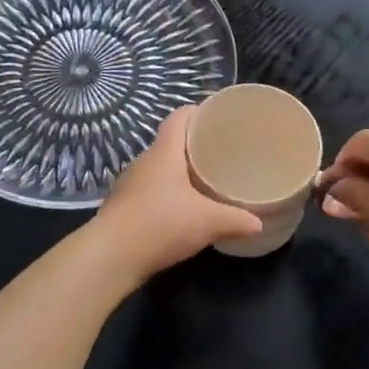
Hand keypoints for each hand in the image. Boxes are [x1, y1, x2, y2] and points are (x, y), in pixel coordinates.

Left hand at [90, 107, 262, 278]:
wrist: (111, 256)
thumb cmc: (160, 225)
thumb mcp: (207, 222)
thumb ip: (236, 219)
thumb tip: (258, 222)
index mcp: (164, 152)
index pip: (179, 117)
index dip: (199, 112)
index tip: (220, 119)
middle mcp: (144, 161)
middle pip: (171, 142)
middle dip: (195, 145)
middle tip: (222, 153)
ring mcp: (131, 184)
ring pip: (161, 167)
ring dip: (181, 171)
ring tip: (206, 180)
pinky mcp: (125, 205)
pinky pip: (152, 188)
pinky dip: (169, 192)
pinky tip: (183, 207)